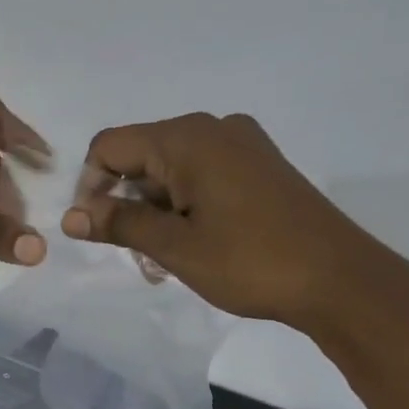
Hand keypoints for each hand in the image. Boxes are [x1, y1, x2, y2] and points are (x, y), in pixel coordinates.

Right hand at [59, 113, 405, 329]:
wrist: (337, 279)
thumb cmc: (249, 261)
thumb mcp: (174, 246)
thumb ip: (119, 225)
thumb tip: (71, 217)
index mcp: (188, 138)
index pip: (110, 147)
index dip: (91, 188)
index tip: (98, 232)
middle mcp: (213, 129)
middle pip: (140, 158)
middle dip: (126, 206)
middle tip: (138, 257)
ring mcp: (240, 147)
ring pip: (169, 173)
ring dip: (154, 214)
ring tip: (165, 263)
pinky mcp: (258, 168)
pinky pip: (200, 179)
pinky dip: (183, 210)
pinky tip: (191, 247)